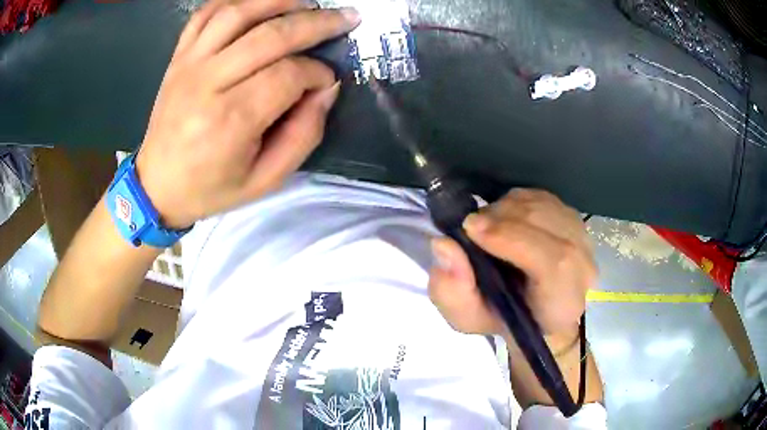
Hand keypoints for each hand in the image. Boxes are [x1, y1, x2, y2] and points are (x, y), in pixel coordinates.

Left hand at [135, 0, 360, 227]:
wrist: (157, 186)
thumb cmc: (211, 188)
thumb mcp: (265, 180)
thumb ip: (303, 135)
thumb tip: (326, 90)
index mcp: (231, 121)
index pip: (288, 75)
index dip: (318, 72)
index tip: (327, 80)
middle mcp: (208, 83)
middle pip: (270, 35)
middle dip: (316, 23)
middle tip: (346, 18)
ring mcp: (189, 64)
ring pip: (238, 12)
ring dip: (279, 0)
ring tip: (308, 2)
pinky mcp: (178, 57)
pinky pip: (205, 14)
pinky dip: (235, 0)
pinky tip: (259, 2)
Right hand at [428, 189, 596, 339]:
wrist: (534, 313)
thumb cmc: (503, 319)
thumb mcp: (467, 318)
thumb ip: (452, 291)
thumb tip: (444, 245)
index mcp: (562, 303)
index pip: (553, 263)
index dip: (513, 239)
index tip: (471, 229)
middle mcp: (583, 268)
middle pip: (547, 225)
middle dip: (502, 218)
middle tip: (470, 226)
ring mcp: (584, 239)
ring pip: (544, 206)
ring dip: (507, 208)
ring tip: (485, 225)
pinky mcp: (575, 220)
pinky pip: (543, 197)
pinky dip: (517, 201)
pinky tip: (504, 217)